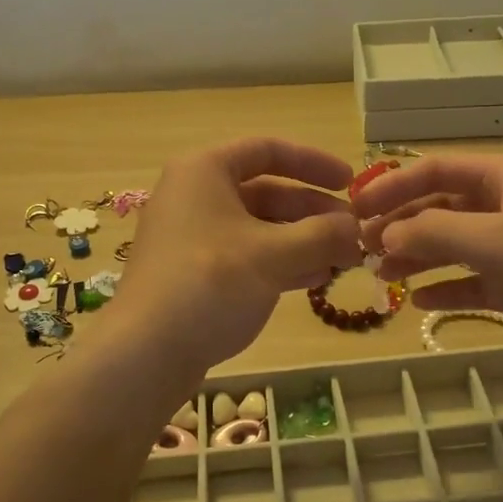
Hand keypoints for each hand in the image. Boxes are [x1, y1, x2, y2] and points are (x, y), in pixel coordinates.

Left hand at [108, 138, 362, 375]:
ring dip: (302, 240)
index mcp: (205, 171)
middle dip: (313, 211)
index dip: (313, 162)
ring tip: (343, 260)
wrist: (146, 352)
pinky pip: (245, 255)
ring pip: (258, 227)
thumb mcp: (274, 255)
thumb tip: (356, 228)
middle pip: (266, 190)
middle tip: (353, 232)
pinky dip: (280, 262)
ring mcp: (192, 236)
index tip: (350, 182)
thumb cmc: (210, 283)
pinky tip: (314, 280)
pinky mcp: (194, 272)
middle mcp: (195, 195)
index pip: (267, 149)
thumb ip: (321, 235)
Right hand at [351, 154, 502, 400]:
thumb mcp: (494, 241)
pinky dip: (446, 288)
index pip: (436, 169)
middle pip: (441, 206)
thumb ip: (432, 232)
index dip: (392, 185)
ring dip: (418, 257)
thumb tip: (384, 234)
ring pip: (454, 245)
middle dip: (402, 225)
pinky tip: (420, 302)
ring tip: (383, 278)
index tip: (354, 210)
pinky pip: (473, 280)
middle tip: (362, 250)